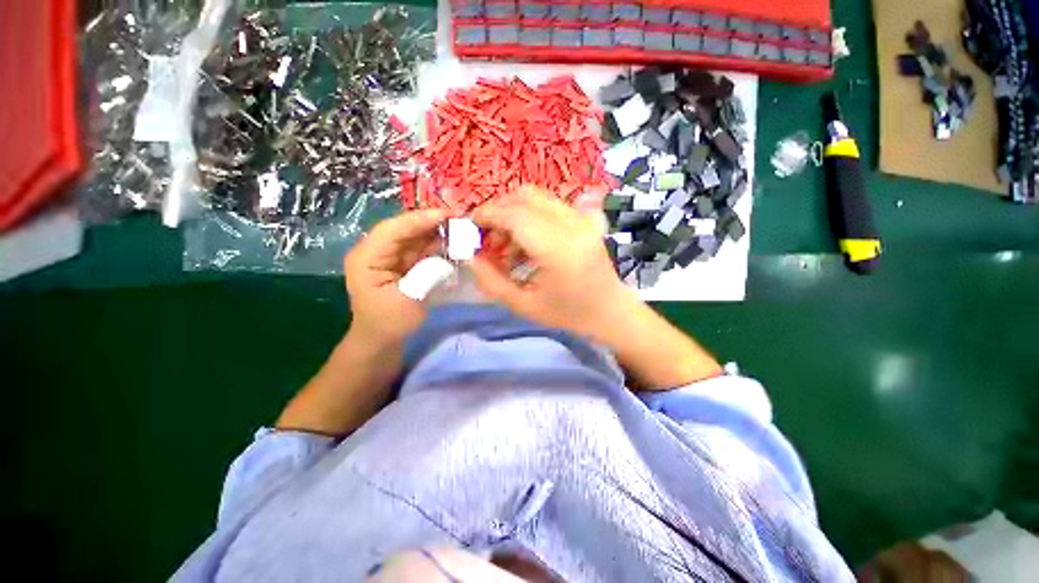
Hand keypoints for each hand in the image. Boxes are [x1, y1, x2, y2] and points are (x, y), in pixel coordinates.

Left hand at [344, 208, 452, 346]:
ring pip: (415, 236)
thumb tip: (447, 255)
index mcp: (367, 257)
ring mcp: (390, 256)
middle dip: (431, 222)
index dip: (419, 220)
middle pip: (404, 229)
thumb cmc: (389, 323)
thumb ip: (427, 274)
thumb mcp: (408, 301)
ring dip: (436, 231)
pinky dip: (436, 244)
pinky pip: (421, 248)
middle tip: (459, 218)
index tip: (446, 214)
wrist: (382, 340)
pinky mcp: (403, 263)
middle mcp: (377, 250)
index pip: (392, 230)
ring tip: (460, 227)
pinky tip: (452, 242)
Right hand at [469, 186, 639, 341]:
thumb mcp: (523, 305)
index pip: (515, 215)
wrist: (610, 311)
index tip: (470, 227)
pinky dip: (529, 216)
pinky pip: (549, 205)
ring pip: (536, 197)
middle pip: (525, 197)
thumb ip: (491, 280)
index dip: (488, 215)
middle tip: (487, 238)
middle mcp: (572, 224)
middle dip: (498, 212)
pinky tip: (525, 244)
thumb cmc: (568, 314)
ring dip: (513, 214)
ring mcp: (581, 218)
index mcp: (558, 249)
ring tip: (505, 246)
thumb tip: (469, 256)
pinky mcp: (584, 218)